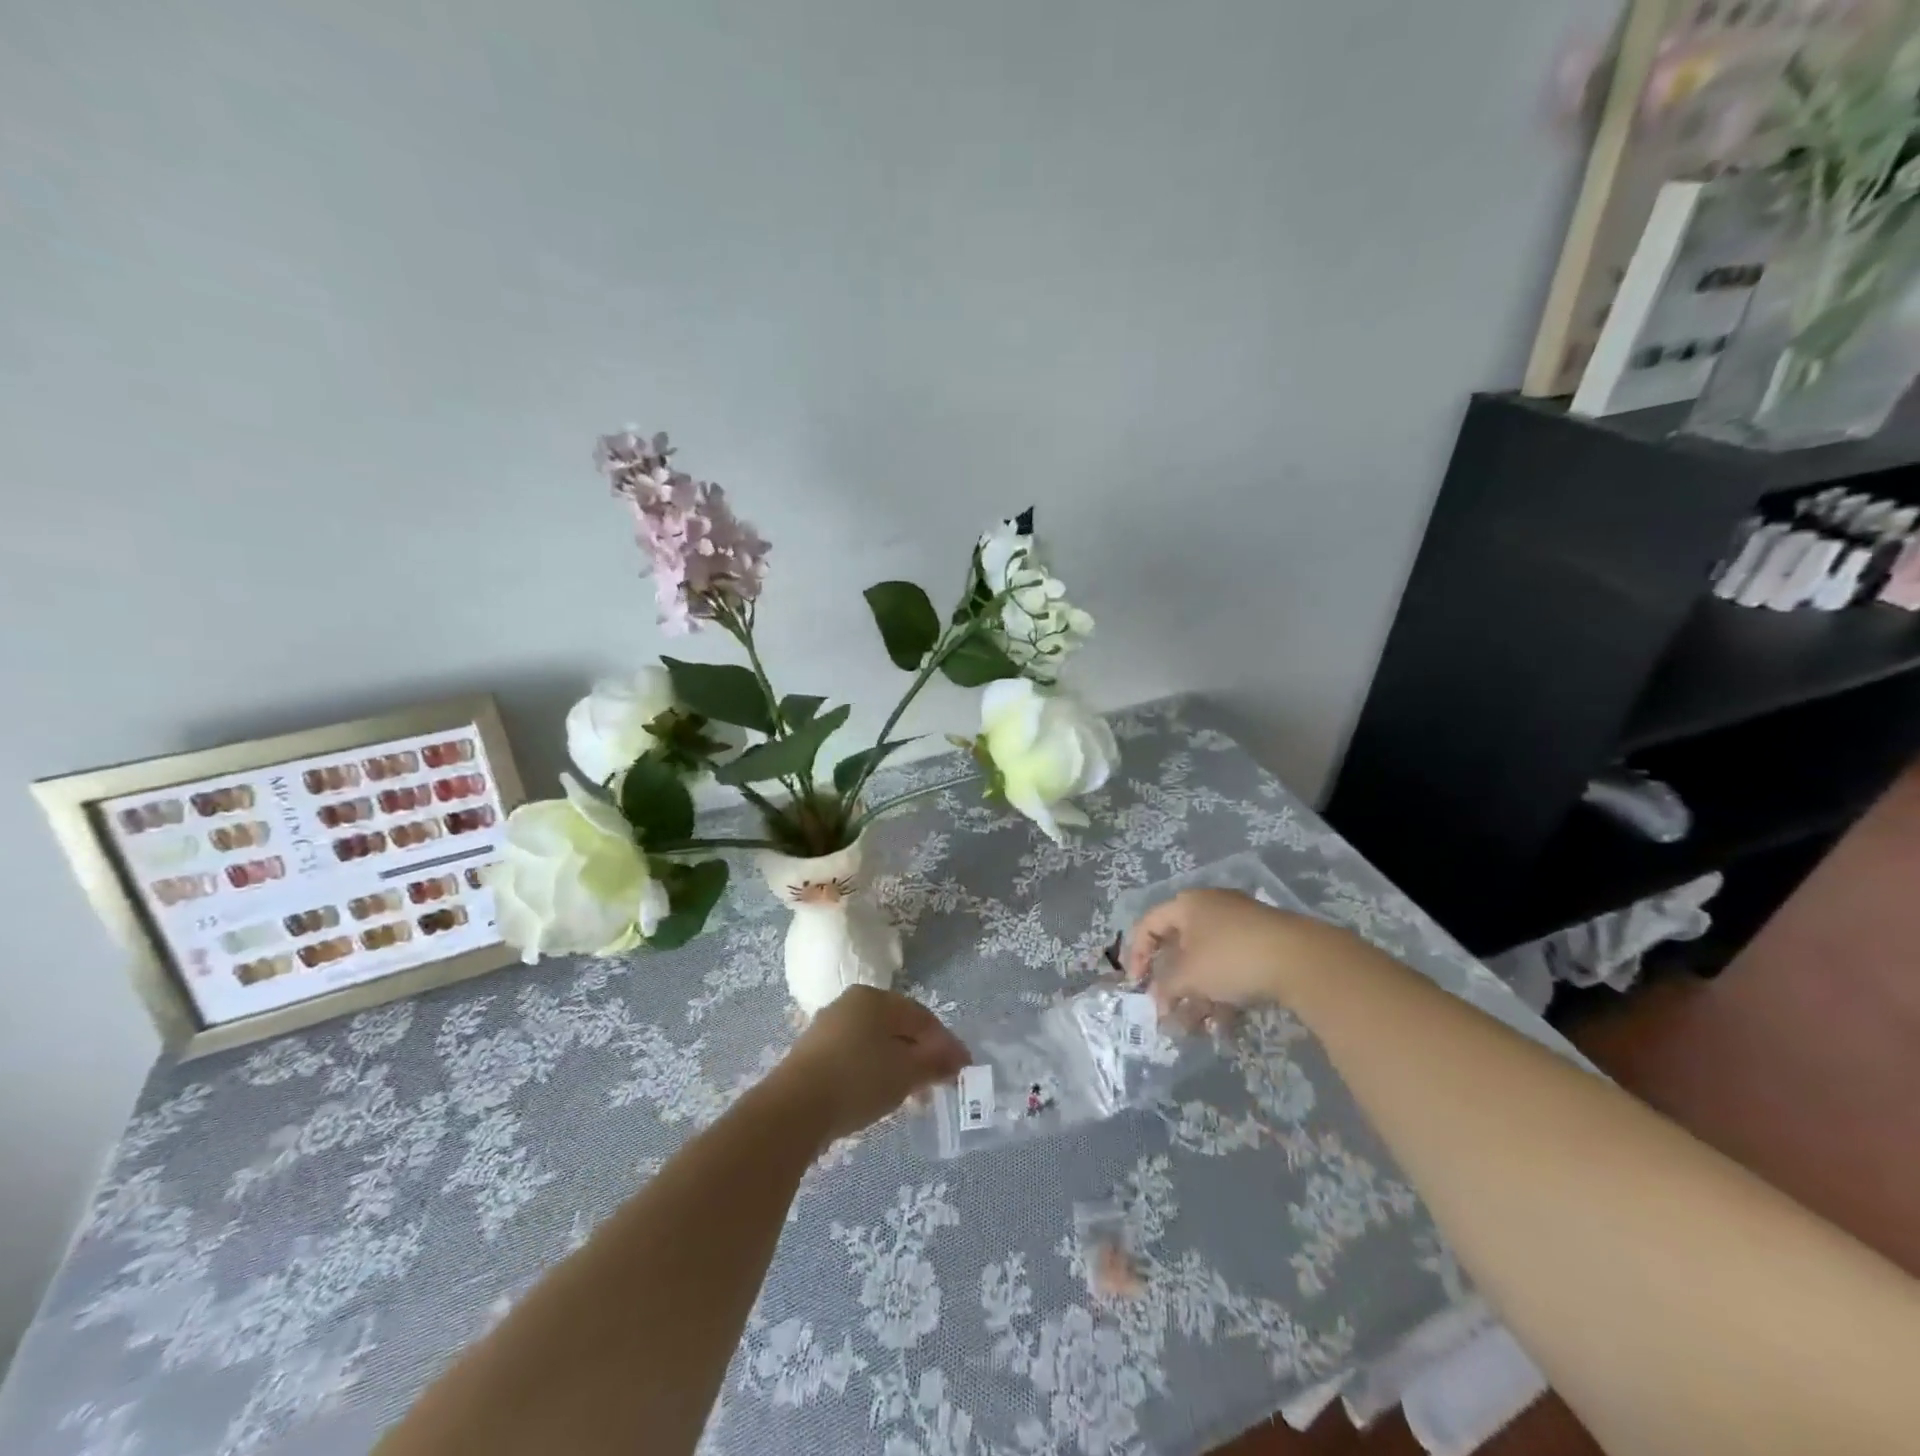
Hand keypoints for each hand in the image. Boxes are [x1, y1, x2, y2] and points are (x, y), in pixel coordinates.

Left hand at [774, 987, 970, 1145]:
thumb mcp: (906, 1072)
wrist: (793, 1109)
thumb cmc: (858, 1079)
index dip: (946, 1044)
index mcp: (875, 998)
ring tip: (912, 1094)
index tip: (963, 1070)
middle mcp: (851, 1003)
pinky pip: (855, 1056)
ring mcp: (829, 1027)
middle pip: (898, 1027)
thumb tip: (957, 1059)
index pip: (922, 1017)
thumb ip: (935, 1062)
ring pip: (876, 1043)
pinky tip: (880, 1094)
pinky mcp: (813, 1053)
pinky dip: (874, 1071)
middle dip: (922, 1054)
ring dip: (899, 1065)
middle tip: (939, 1082)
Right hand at [1124, 888, 1325, 1013]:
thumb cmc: (1231, 958)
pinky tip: (1225, 1024)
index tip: (1137, 985)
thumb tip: (1158, 1002)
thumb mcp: (1188, 975)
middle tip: (1168, 1011)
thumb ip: (1165, 987)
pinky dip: (1223, 993)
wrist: (1301, 959)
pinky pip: (1231, 969)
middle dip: (1172, 985)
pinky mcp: (1264, 945)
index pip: (1148, 924)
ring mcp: (1240, 926)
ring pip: (1207, 963)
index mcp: (1187, 904)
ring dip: (1197, 996)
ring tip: (1197, 1028)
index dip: (1136, 955)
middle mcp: (1211, 908)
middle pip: (1180, 947)